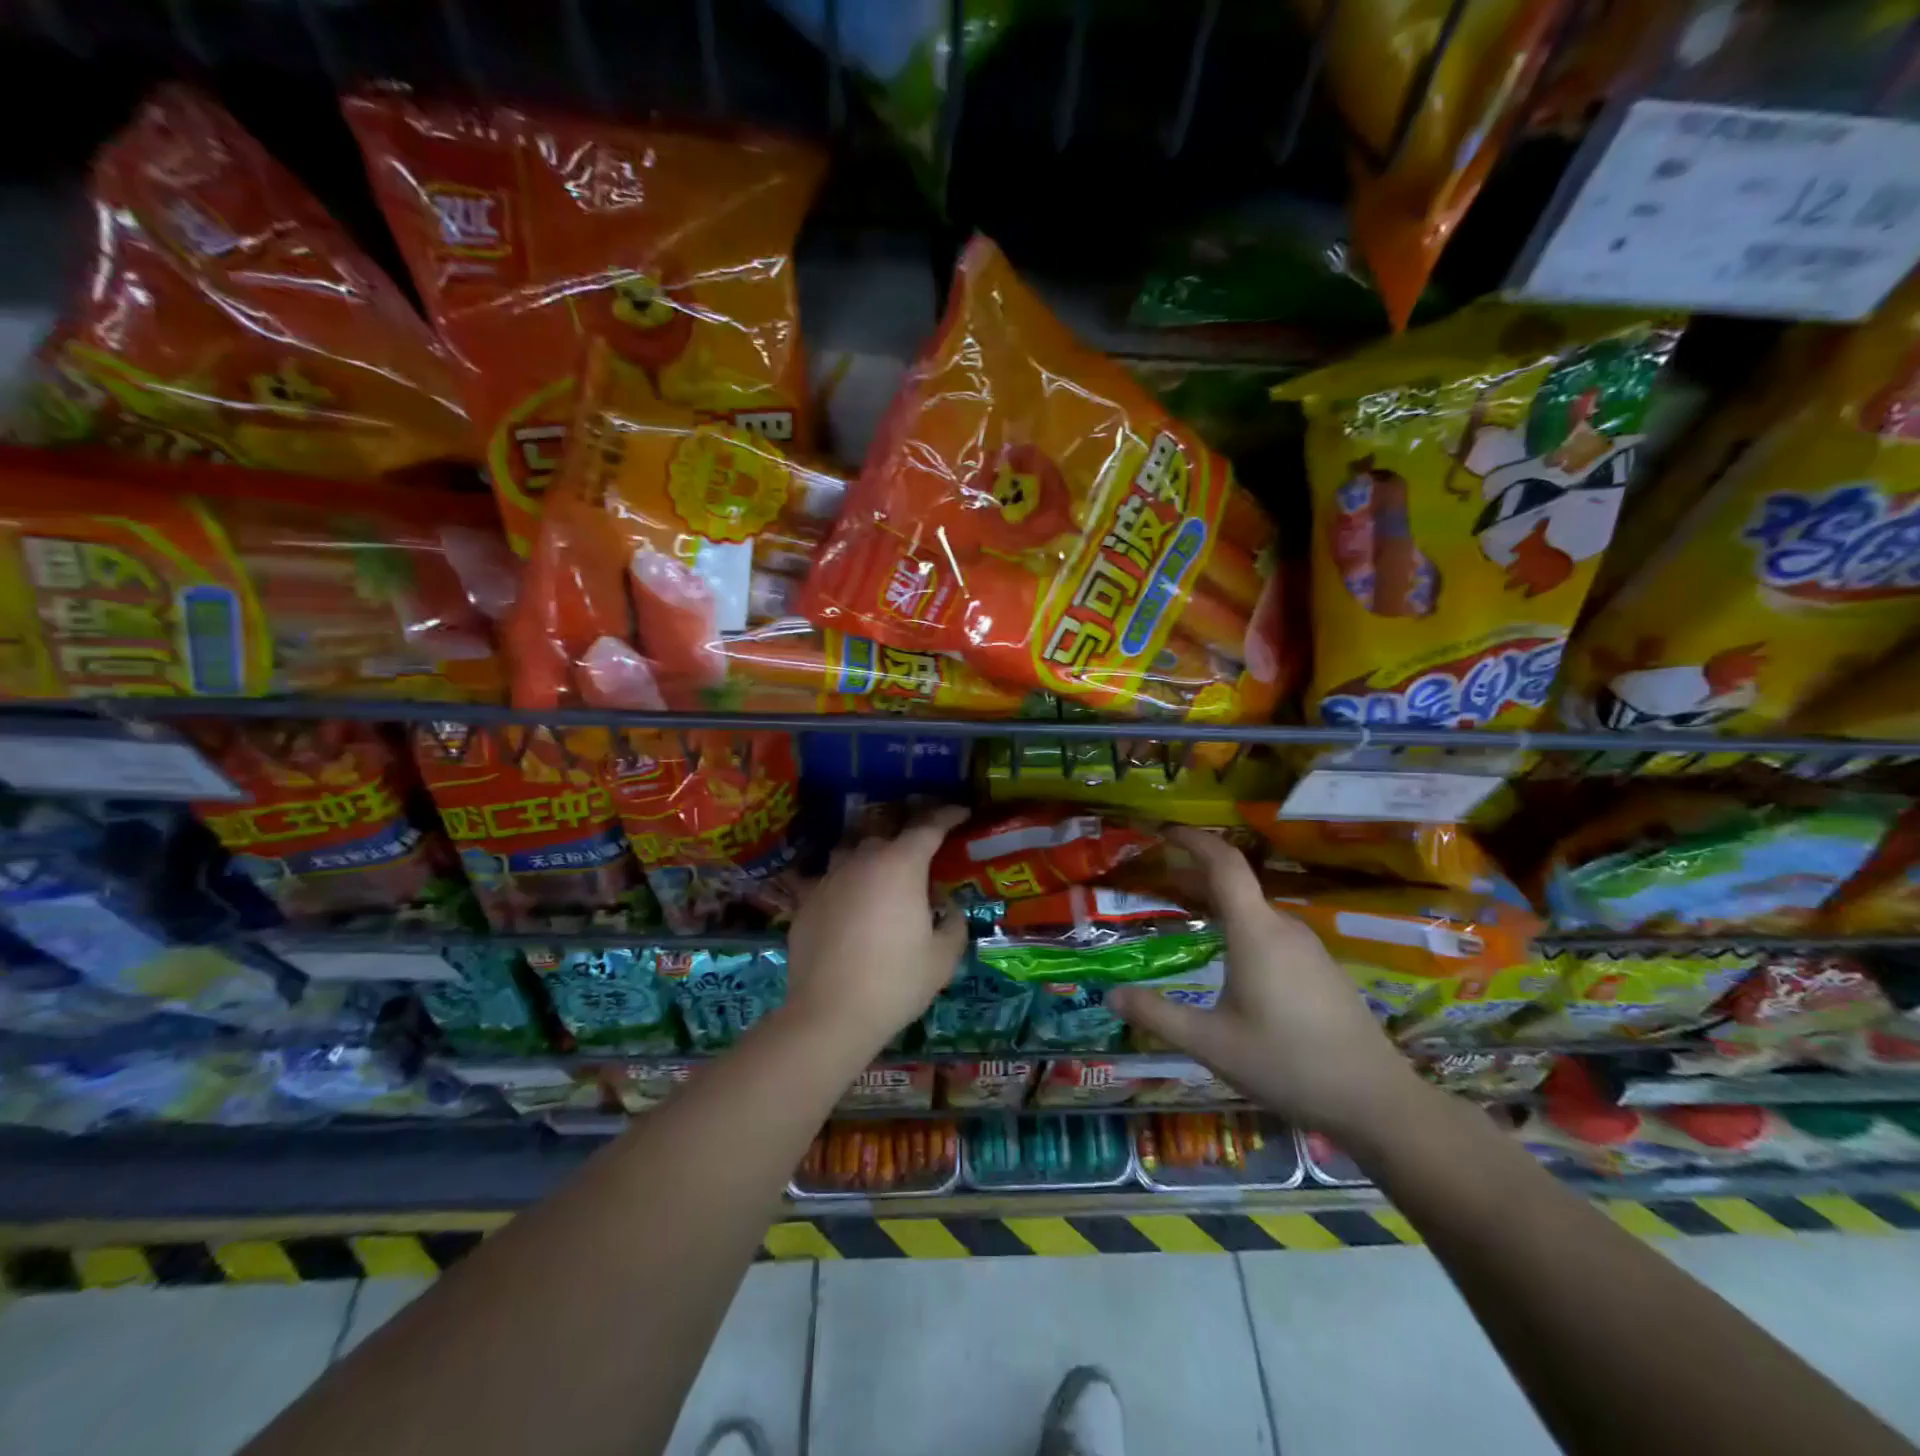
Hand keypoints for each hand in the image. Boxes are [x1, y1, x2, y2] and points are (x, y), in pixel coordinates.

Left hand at [782, 804, 971, 1057]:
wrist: (829, 1014)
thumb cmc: (895, 982)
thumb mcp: (943, 957)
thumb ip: (952, 924)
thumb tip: (946, 909)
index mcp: (901, 865)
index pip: (928, 826)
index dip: (947, 816)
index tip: (961, 813)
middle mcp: (862, 861)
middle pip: (887, 835)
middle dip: (907, 839)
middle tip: (923, 854)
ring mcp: (829, 879)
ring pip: (852, 852)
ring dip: (871, 857)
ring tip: (882, 875)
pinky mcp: (806, 902)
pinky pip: (830, 881)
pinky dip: (845, 886)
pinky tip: (849, 906)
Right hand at [1108, 827, 1425, 1141]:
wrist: (1376, 1102)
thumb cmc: (1287, 1064)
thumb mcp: (1211, 1044)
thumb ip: (1158, 1015)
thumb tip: (1111, 994)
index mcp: (1255, 932)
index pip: (1224, 864)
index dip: (1194, 840)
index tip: (1164, 831)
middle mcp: (1284, 928)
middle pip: (1236, 886)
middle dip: (1195, 878)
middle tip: (1158, 885)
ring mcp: (1309, 948)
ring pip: (1255, 912)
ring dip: (1219, 905)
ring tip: (1188, 920)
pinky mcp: (1322, 969)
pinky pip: (1273, 933)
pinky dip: (1242, 928)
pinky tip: (1231, 962)